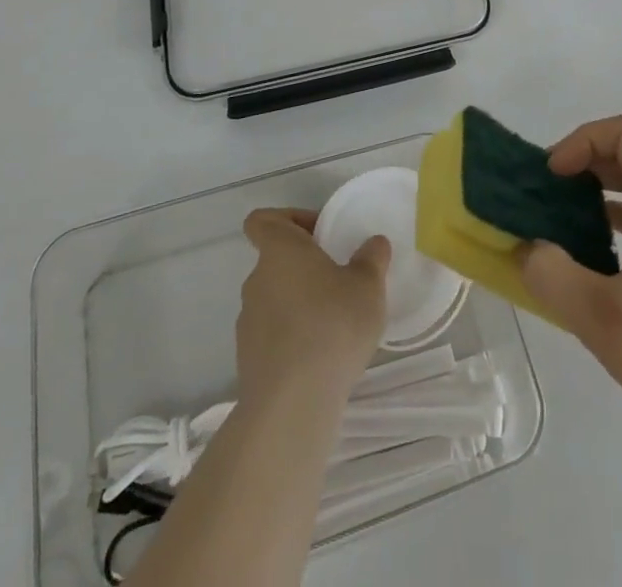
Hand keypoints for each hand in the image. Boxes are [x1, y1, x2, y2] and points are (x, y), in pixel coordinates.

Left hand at [236, 208, 389, 408]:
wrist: (293, 402)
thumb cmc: (332, 325)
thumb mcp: (367, 286)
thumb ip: (371, 258)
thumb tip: (374, 243)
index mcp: (280, 251)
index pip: (263, 220)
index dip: (288, 219)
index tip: (318, 234)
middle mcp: (256, 280)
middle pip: (274, 261)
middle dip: (304, 268)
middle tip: (338, 281)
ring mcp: (248, 321)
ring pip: (274, 299)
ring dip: (298, 304)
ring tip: (333, 324)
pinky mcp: (248, 359)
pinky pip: (272, 334)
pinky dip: (291, 338)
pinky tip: (320, 356)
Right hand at [520, 114, 621, 447]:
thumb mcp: (603, 319)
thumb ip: (554, 276)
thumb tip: (527, 249)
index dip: (585, 139)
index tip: (555, 175)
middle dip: (583, 161)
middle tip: (547, 194)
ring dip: (594, 191)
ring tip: (559, 221)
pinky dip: (608, 220)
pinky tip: (587, 256)